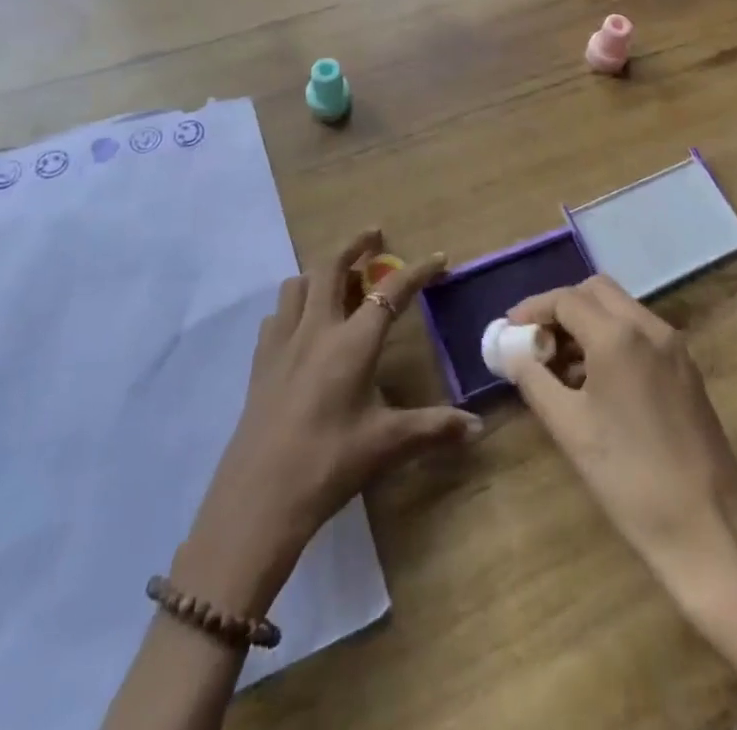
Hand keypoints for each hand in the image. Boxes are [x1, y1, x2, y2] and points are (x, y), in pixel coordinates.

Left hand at [172, 230, 480, 617]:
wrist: (258, 499)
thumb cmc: (328, 465)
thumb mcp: (386, 446)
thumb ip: (433, 429)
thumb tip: (478, 427)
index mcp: (352, 343)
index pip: (390, 292)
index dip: (417, 271)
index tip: (438, 258)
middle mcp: (316, 329)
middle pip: (331, 267)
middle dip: (355, 245)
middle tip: (375, 237)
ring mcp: (282, 342)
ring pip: (298, 284)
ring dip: (320, 273)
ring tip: (339, 281)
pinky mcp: (260, 361)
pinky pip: (277, 315)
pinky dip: (294, 305)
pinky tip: (303, 326)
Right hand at [504, 276, 736, 624]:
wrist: (710, 531)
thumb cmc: (630, 479)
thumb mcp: (569, 428)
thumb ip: (534, 379)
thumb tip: (511, 351)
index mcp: (619, 336)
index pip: (566, 299)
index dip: (533, 309)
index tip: (510, 330)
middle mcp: (650, 328)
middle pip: (596, 292)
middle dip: (562, 308)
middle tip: (536, 341)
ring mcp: (674, 347)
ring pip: (621, 310)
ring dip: (587, 323)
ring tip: (559, 367)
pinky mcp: (687, 370)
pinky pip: (641, 334)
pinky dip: (613, 340)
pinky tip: (596, 382)